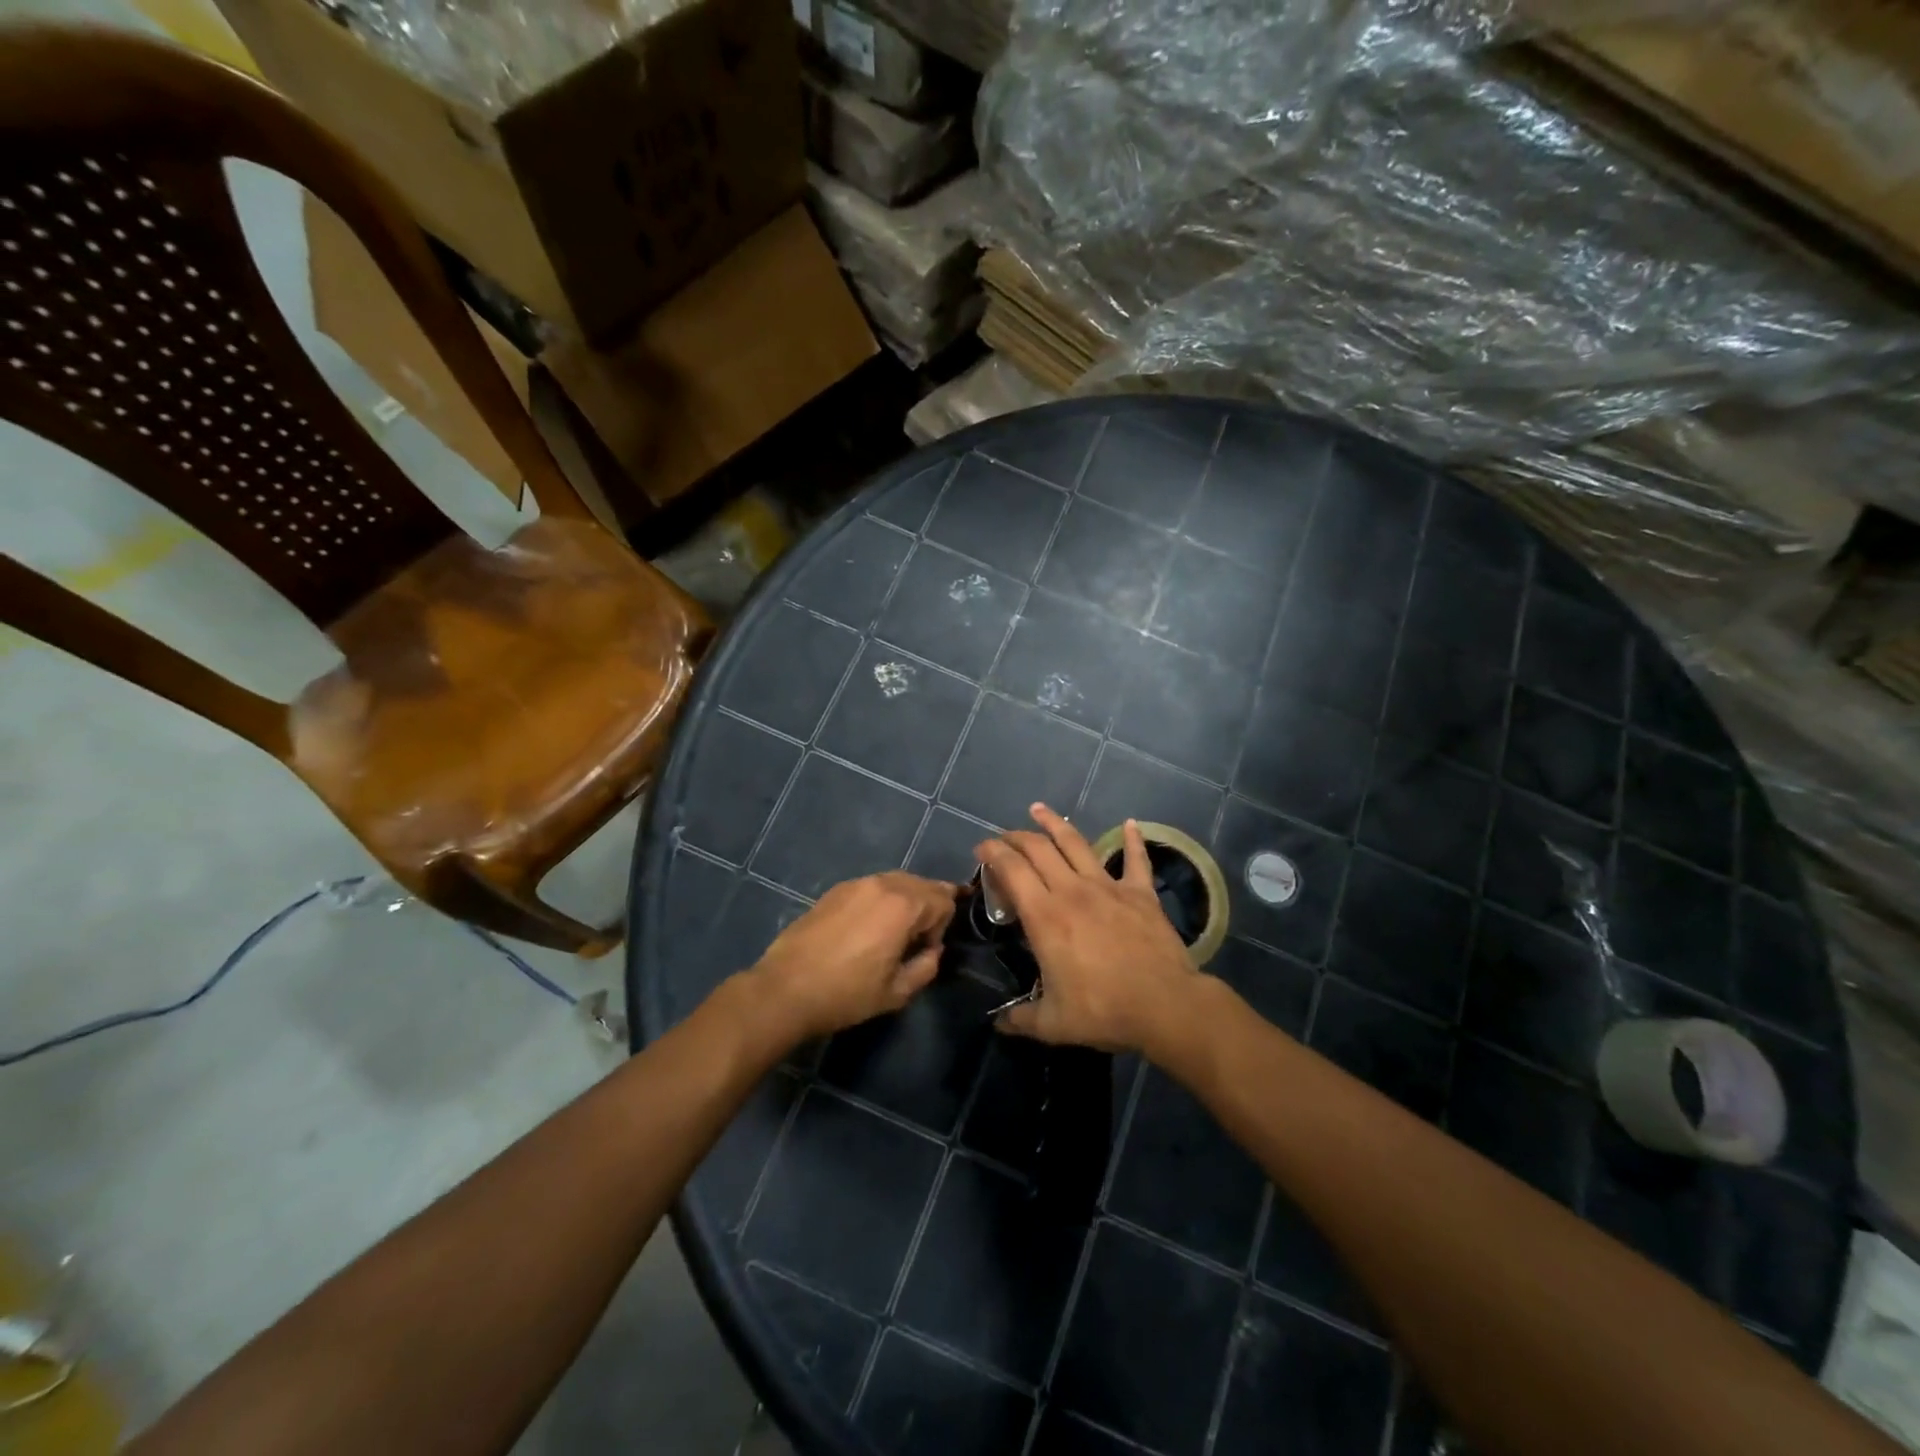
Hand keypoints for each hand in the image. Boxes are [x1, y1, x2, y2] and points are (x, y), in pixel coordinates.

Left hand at [747, 872, 958, 1041]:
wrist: (786, 989)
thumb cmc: (846, 994)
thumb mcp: (896, 992)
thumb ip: (926, 967)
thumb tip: (932, 951)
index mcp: (903, 906)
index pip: (944, 900)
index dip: (943, 926)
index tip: (925, 951)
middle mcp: (882, 885)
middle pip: (922, 884)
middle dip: (929, 907)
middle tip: (917, 939)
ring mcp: (856, 884)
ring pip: (896, 881)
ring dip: (906, 901)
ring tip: (894, 932)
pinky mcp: (835, 891)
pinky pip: (872, 887)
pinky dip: (881, 900)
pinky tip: (868, 927)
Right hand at [976, 805, 1199, 1055]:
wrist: (1164, 1005)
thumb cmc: (1103, 1010)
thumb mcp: (1052, 1024)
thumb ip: (1021, 1019)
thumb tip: (998, 1023)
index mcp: (1045, 915)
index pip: (1011, 869)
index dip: (992, 852)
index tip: (981, 849)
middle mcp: (1072, 890)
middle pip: (1038, 848)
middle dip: (1016, 836)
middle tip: (1003, 837)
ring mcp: (1108, 887)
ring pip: (1076, 844)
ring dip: (1055, 823)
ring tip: (1039, 809)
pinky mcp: (1140, 893)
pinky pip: (1136, 860)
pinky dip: (1133, 840)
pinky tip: (1131, 823)